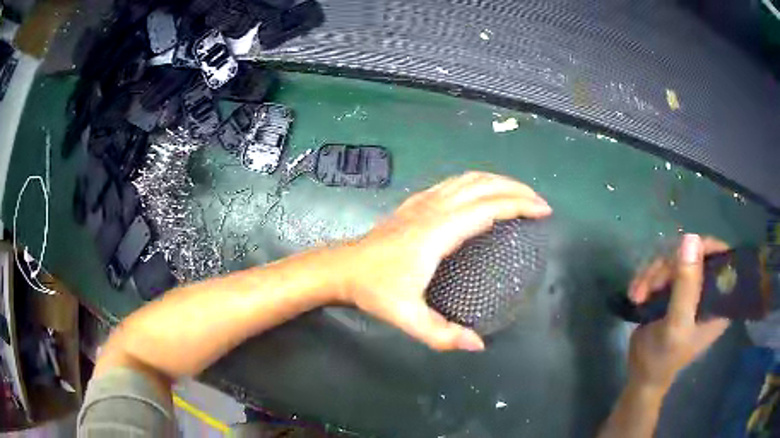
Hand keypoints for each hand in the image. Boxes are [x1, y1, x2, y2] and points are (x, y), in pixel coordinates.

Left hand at [336, 172, 552, 351]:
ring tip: (520, 195)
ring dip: (499, 181)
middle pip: (483, 186)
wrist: (342, 268)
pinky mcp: (416, 202)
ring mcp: (424, 201)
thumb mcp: (408, 318)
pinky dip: (478, 182)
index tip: (543, 212)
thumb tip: (478, 345)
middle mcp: (434, 208)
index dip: (519, 205)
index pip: (488, 208)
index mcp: (438, 232)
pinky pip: (455, 183)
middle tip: (540, 204)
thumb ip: (442, 335)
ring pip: (469, 179)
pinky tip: (483, 193)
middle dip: (517, 190)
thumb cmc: (374, 290)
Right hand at [626, 234, 730, 391]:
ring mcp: (692, 289)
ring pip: (676, 259)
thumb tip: (691, 238)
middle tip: (649, 286)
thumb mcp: (676, 325)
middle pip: (695, 254)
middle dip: (668, 267)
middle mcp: (710, 290)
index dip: (704, 248)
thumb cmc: (663, 358)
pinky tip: (636, 293)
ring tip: (637, 294)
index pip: (722, 258)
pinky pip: (663, 269)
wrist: (640, 374)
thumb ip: (686, 286)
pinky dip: (647, 278)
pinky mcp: (675, 290)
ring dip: (653, 274)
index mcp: (720, 301)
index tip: (682, 254)